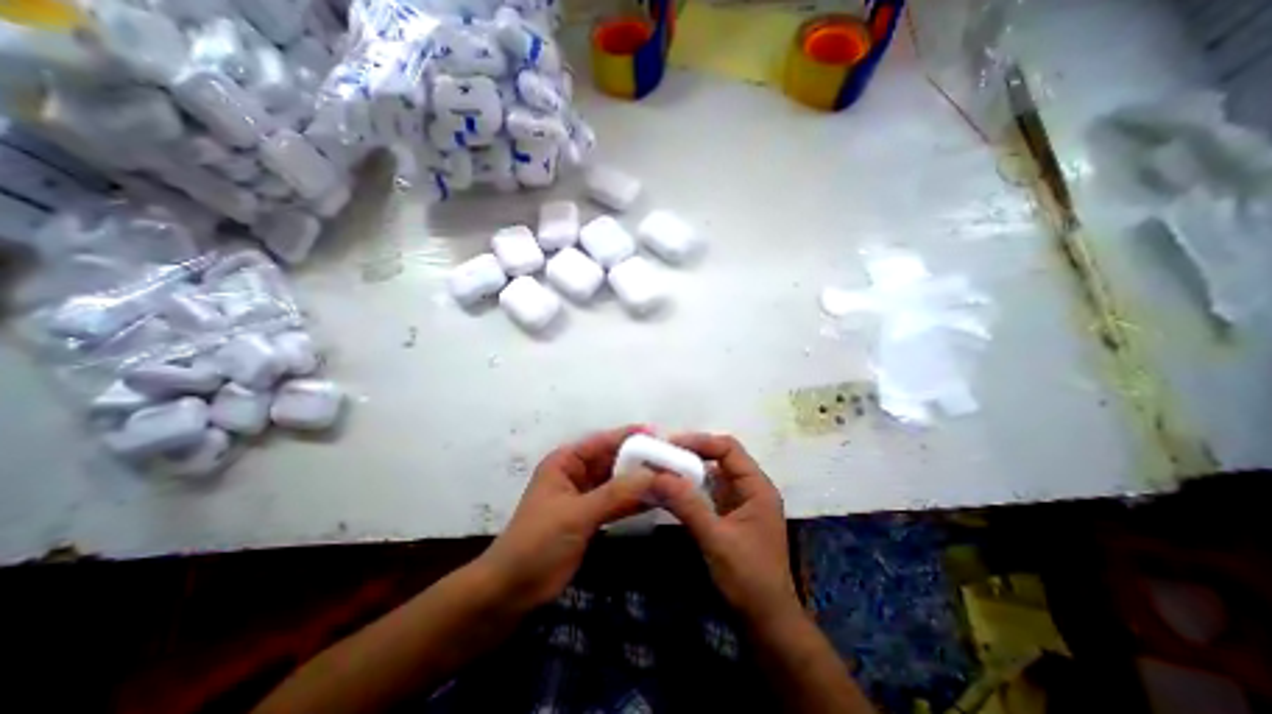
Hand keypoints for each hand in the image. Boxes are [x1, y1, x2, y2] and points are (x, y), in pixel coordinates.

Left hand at [479, 428, 655, 609]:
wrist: (511, 592)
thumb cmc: (537, 543)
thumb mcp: (576, 514)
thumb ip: (615, 494)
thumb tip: (653, 475)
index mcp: (566, 462)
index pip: (602, 441)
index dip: (630, 436)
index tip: (660, 435)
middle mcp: (577, 473)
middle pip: (613, 460)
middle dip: (640, 460)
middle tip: (673, 460)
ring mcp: (585, 496)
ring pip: (618, 482)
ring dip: (641, 481)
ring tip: (672, 478)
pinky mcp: (591, 517)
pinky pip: (618, 502)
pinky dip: (635, 501)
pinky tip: (658, 500)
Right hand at [651, 430, 796, 623]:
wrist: (766, 623)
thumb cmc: (749, 579)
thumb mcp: (716, 539)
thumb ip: (687, 505)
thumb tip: (655, 476)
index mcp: (756, 486)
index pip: (728, 448)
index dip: (700, 441)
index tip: (670, 444)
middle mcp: (749, 488)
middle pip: (719, 458)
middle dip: (689, 454)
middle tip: (659, 455)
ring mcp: (738, 503)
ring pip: (711, 475)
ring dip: (686, 472)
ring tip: (659, 469)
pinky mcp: (728, 517)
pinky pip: (706, 493)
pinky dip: (688, 489)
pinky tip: (669, 492)